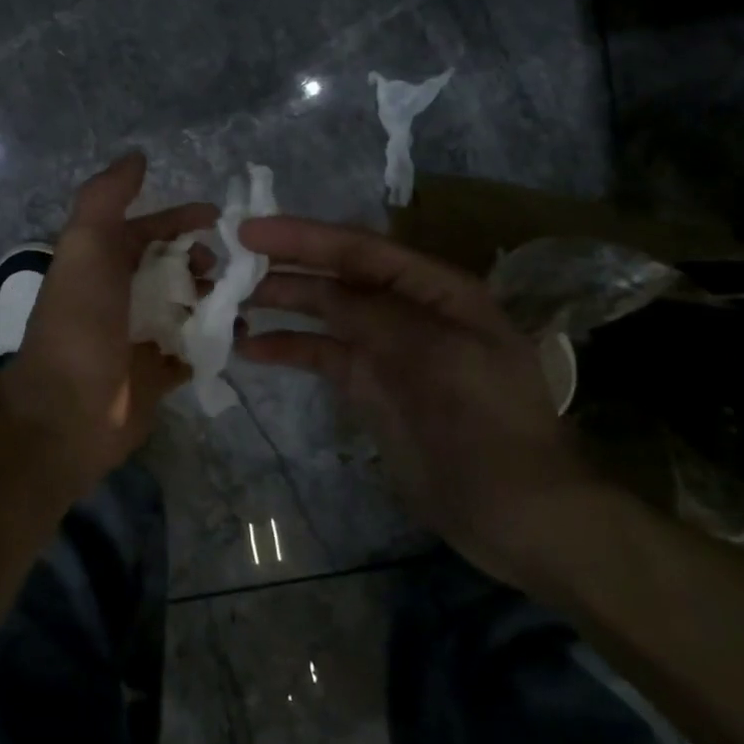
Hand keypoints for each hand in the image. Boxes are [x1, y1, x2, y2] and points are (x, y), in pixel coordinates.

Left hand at [0, 154, 215, 494]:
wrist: (67, 410)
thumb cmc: (80, 321)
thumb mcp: (86, 246)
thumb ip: (106, 197)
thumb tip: (137, 156)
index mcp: (101, 262)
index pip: (147, 228)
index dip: (180, 218)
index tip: (219, 218)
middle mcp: (120, 294)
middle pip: (172, 266)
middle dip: (202, 259)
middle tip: (226, 269)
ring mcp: (139, 335)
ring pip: (187, 305)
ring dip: (214, 297)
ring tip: (239, 300)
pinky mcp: (157, 374)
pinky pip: (195, 349)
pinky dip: (216, 339)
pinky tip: (239, 335)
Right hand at [236, 216, 596, 585]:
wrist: (516, 513)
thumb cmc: (487, 425)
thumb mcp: (437, 357)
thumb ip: (376, 316)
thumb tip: (321, 291)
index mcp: (435, 290)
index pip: (361, 249)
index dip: (305, 236)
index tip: (250, 230)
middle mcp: (405, 309)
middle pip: (336, 275)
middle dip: (285, 264)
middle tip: (227, 260)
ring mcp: (384, 349)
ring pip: (323, 312)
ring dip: (279, 303)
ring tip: (228, 300)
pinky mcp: (367, 386)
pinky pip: (320, 355)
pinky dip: (286, 349)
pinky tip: (250, 349)